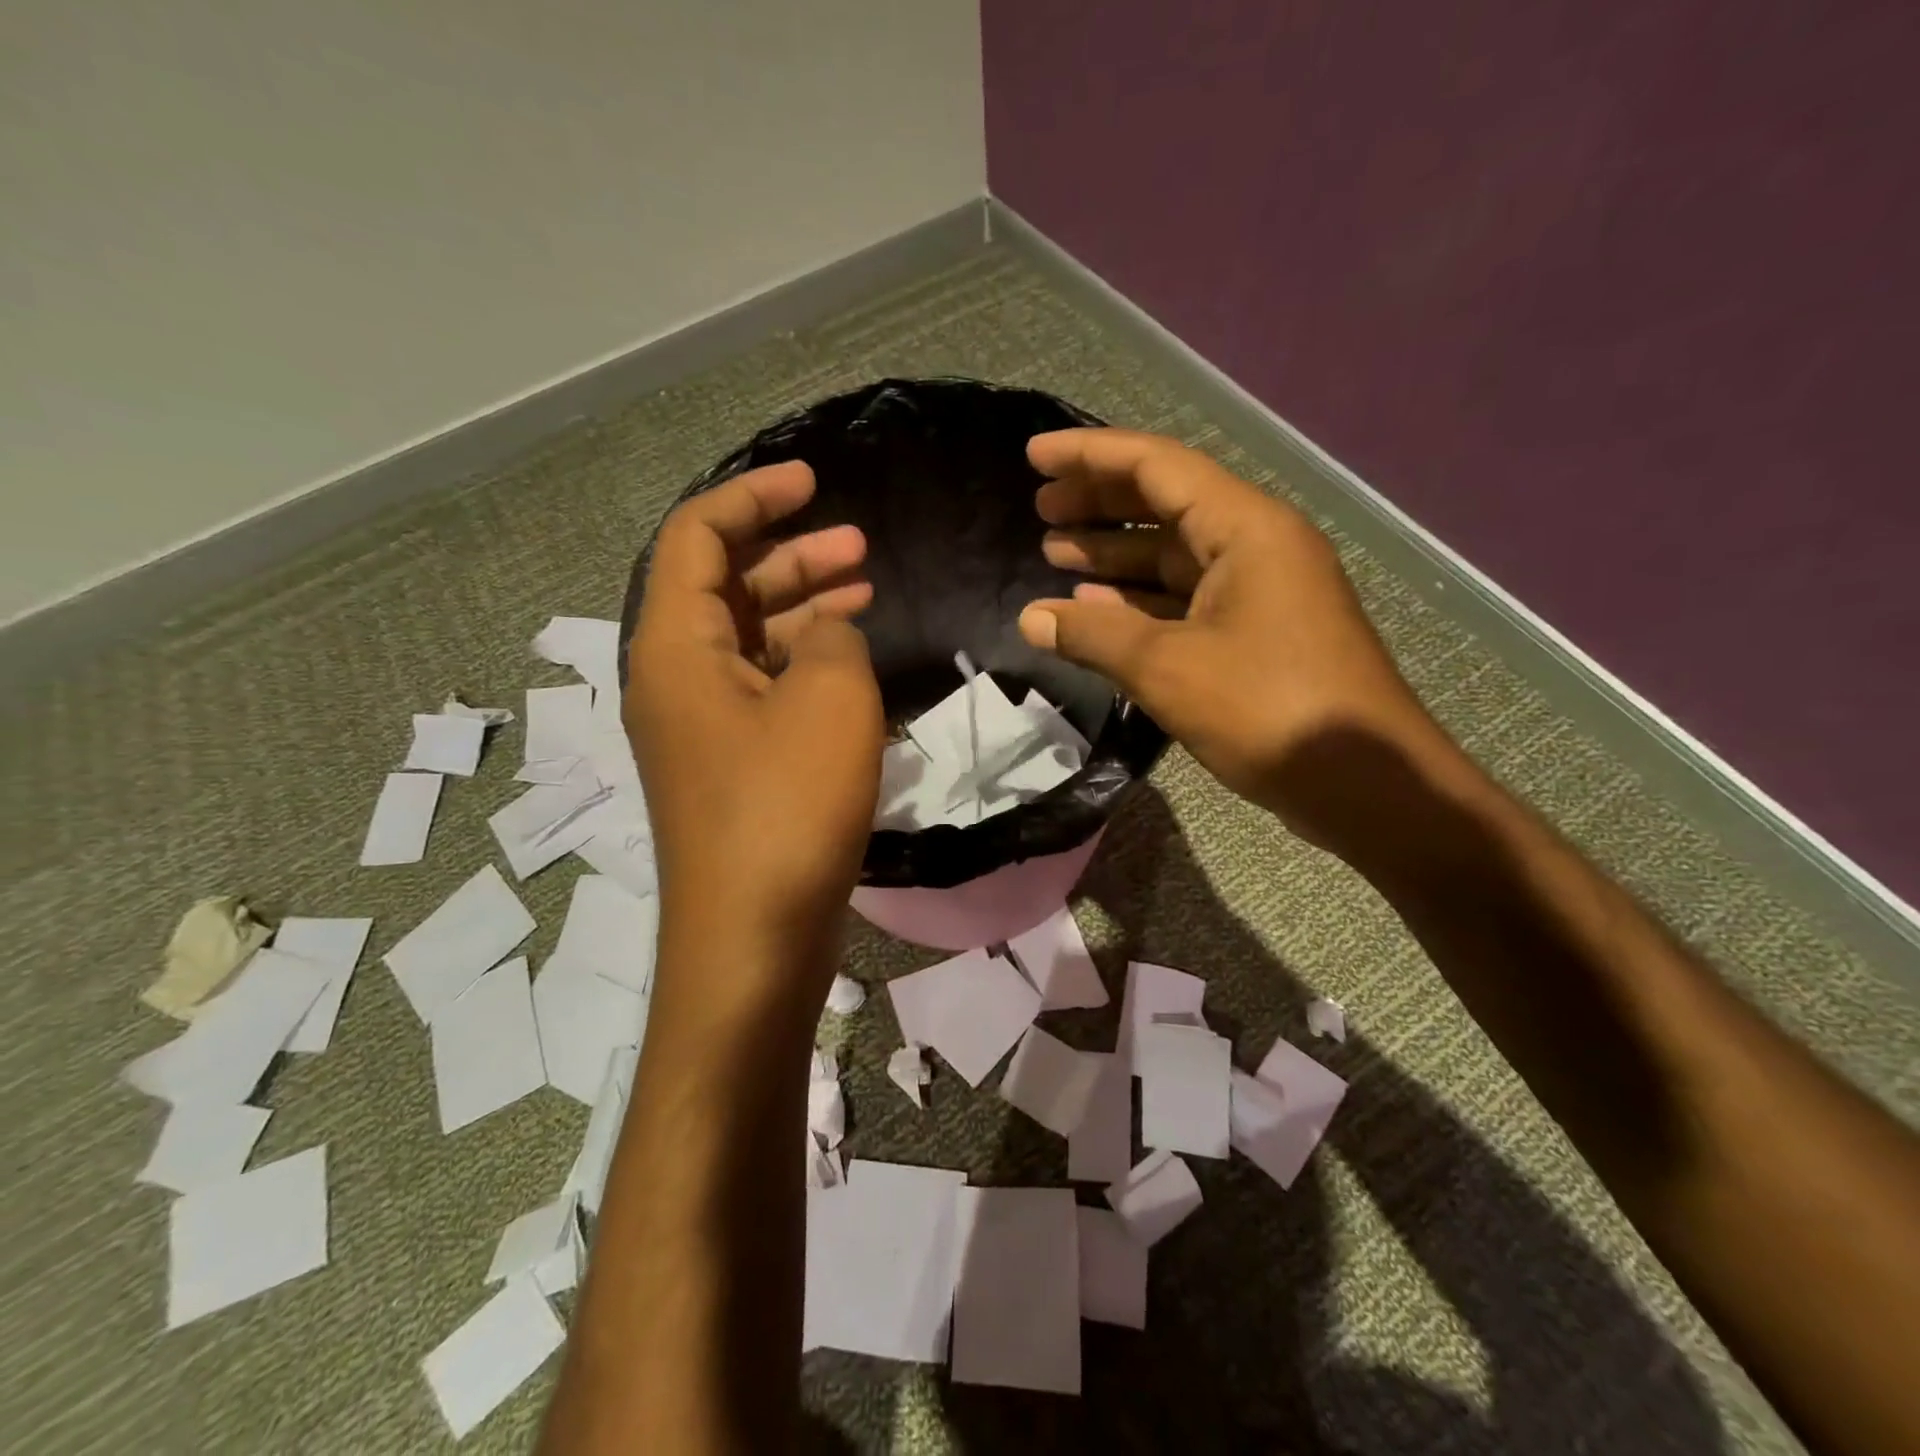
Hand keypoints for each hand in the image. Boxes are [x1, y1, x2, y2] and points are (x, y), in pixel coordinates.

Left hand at [625, 462, 883, 1010]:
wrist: (755, 937)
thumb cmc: (786, 806)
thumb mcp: (829, 699)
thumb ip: (832, 637)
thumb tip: (827, 632)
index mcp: (674, 648)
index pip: (697, 538)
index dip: (753, 498)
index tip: (813, 482)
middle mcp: (675, 680)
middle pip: (723, 587)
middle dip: (790, 555)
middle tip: (860, 546)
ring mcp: (702, 728)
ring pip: (749, 640)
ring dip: (803, 608)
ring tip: (866, 590)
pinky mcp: (733, 767)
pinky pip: (763, 688)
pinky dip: (804, 663)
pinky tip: (851, 660)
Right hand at [1017, 429, 1441, 843]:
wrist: (1364, 783)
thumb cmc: (1267, 709)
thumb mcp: (1168, 668)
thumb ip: (1094, 634)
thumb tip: (1031, 617)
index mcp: (1245, 528)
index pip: (1156, 466)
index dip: (1089, 456)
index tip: (1034, 456)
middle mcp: (1255, 547)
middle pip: (1165, 505)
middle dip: (1099, 503)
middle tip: (1040, 510)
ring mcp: (1257, 593)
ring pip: (1173, 557)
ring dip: (1114, 555)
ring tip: (1054, 553)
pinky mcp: (1254, 636)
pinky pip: (1185, 600)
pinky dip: (1138, 602)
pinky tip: (1096, 609)